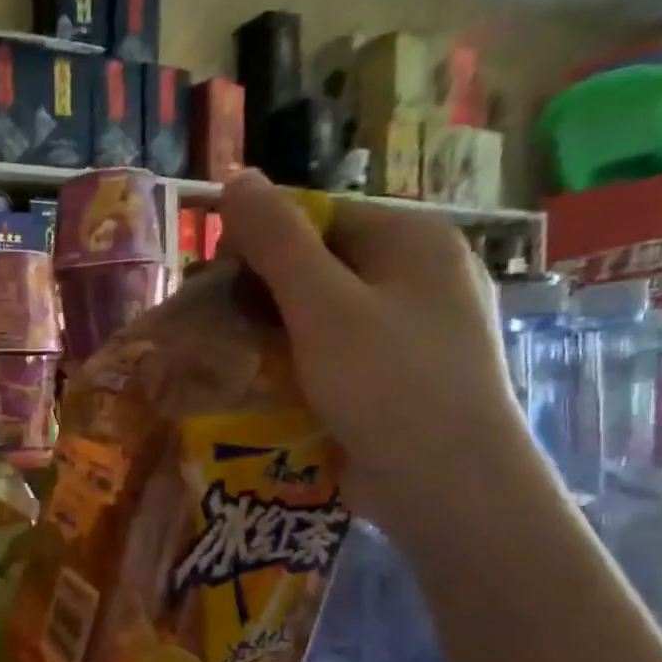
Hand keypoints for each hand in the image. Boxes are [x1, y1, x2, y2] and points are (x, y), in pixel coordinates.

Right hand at [218, 170, 541, 539]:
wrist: (447, 485)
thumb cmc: (387, 383)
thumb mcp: (323, 305)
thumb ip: (277, 241)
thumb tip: (236, 176)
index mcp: (413, 241)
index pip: (319, 216)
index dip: (260, 241)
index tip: (214, 281)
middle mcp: (420, 275)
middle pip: (320, 264)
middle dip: (263, 290)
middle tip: (216, 325)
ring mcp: (413, 328)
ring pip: (323, 311)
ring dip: (274, 329)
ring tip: (231, 357)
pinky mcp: (397, 374)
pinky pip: (336, 350)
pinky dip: (299, 360)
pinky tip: (267, 383)